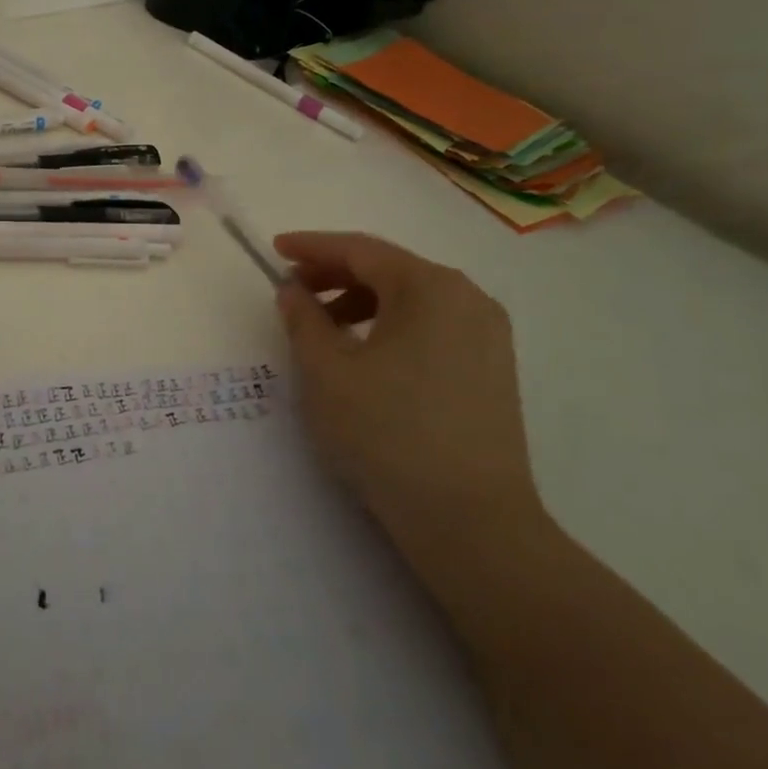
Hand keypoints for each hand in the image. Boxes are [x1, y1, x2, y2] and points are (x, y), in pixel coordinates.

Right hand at [273, 232, 542, 571]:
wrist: (471, 521)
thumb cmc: (388, 433)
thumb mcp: (326, 371)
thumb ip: (303, 319)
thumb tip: (293, 291)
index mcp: (430, 288)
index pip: (361, 250)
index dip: (312, 247)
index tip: (274, 249)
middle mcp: (468, 298)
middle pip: (389, 269)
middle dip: (335, 275)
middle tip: (292, 292)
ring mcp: (488, 334)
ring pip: (411, 299)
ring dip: (360, 302)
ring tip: (323, 329)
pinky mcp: (492, 368)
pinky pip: (431, 326)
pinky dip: (390, 326)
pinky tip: (365, 356)